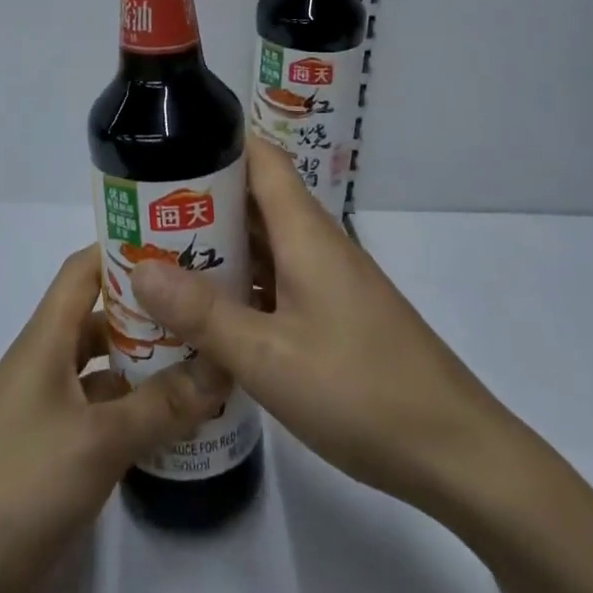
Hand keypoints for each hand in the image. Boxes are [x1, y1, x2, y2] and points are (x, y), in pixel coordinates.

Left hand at [0, 248, 224, 592]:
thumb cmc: (18, 485)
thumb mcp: (99, 440)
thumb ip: (162, 404)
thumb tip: (220, 366)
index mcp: (45, 340)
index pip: (84, 269)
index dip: (124, 248)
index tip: (178, 243)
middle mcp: (45, 367)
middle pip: (100, 319)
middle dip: (150, 311)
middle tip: (207, 308)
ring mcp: (48, 415)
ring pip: (105, 372)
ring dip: (148, 367)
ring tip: (207, 363)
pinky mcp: (53, 461)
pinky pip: (104, 420)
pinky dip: (137, 416)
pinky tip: (178, 426)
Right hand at [131, 135, 523, 519]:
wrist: (454, 451)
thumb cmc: (360, 389)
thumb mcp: (268, 356)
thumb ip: (203, 313)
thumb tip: (138, 267)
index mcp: (304, 231)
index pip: (260, 157)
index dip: (215, 140)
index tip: (165, 145)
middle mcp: (316, 243)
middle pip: (255, 198)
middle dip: (200, 199)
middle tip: (141, 212)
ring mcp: (328, 280)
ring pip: (265, 242)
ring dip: (218, 245)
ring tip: (160, 258)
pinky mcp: (334, 314)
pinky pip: (278, 280)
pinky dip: (242, 284)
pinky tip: (209, 314)